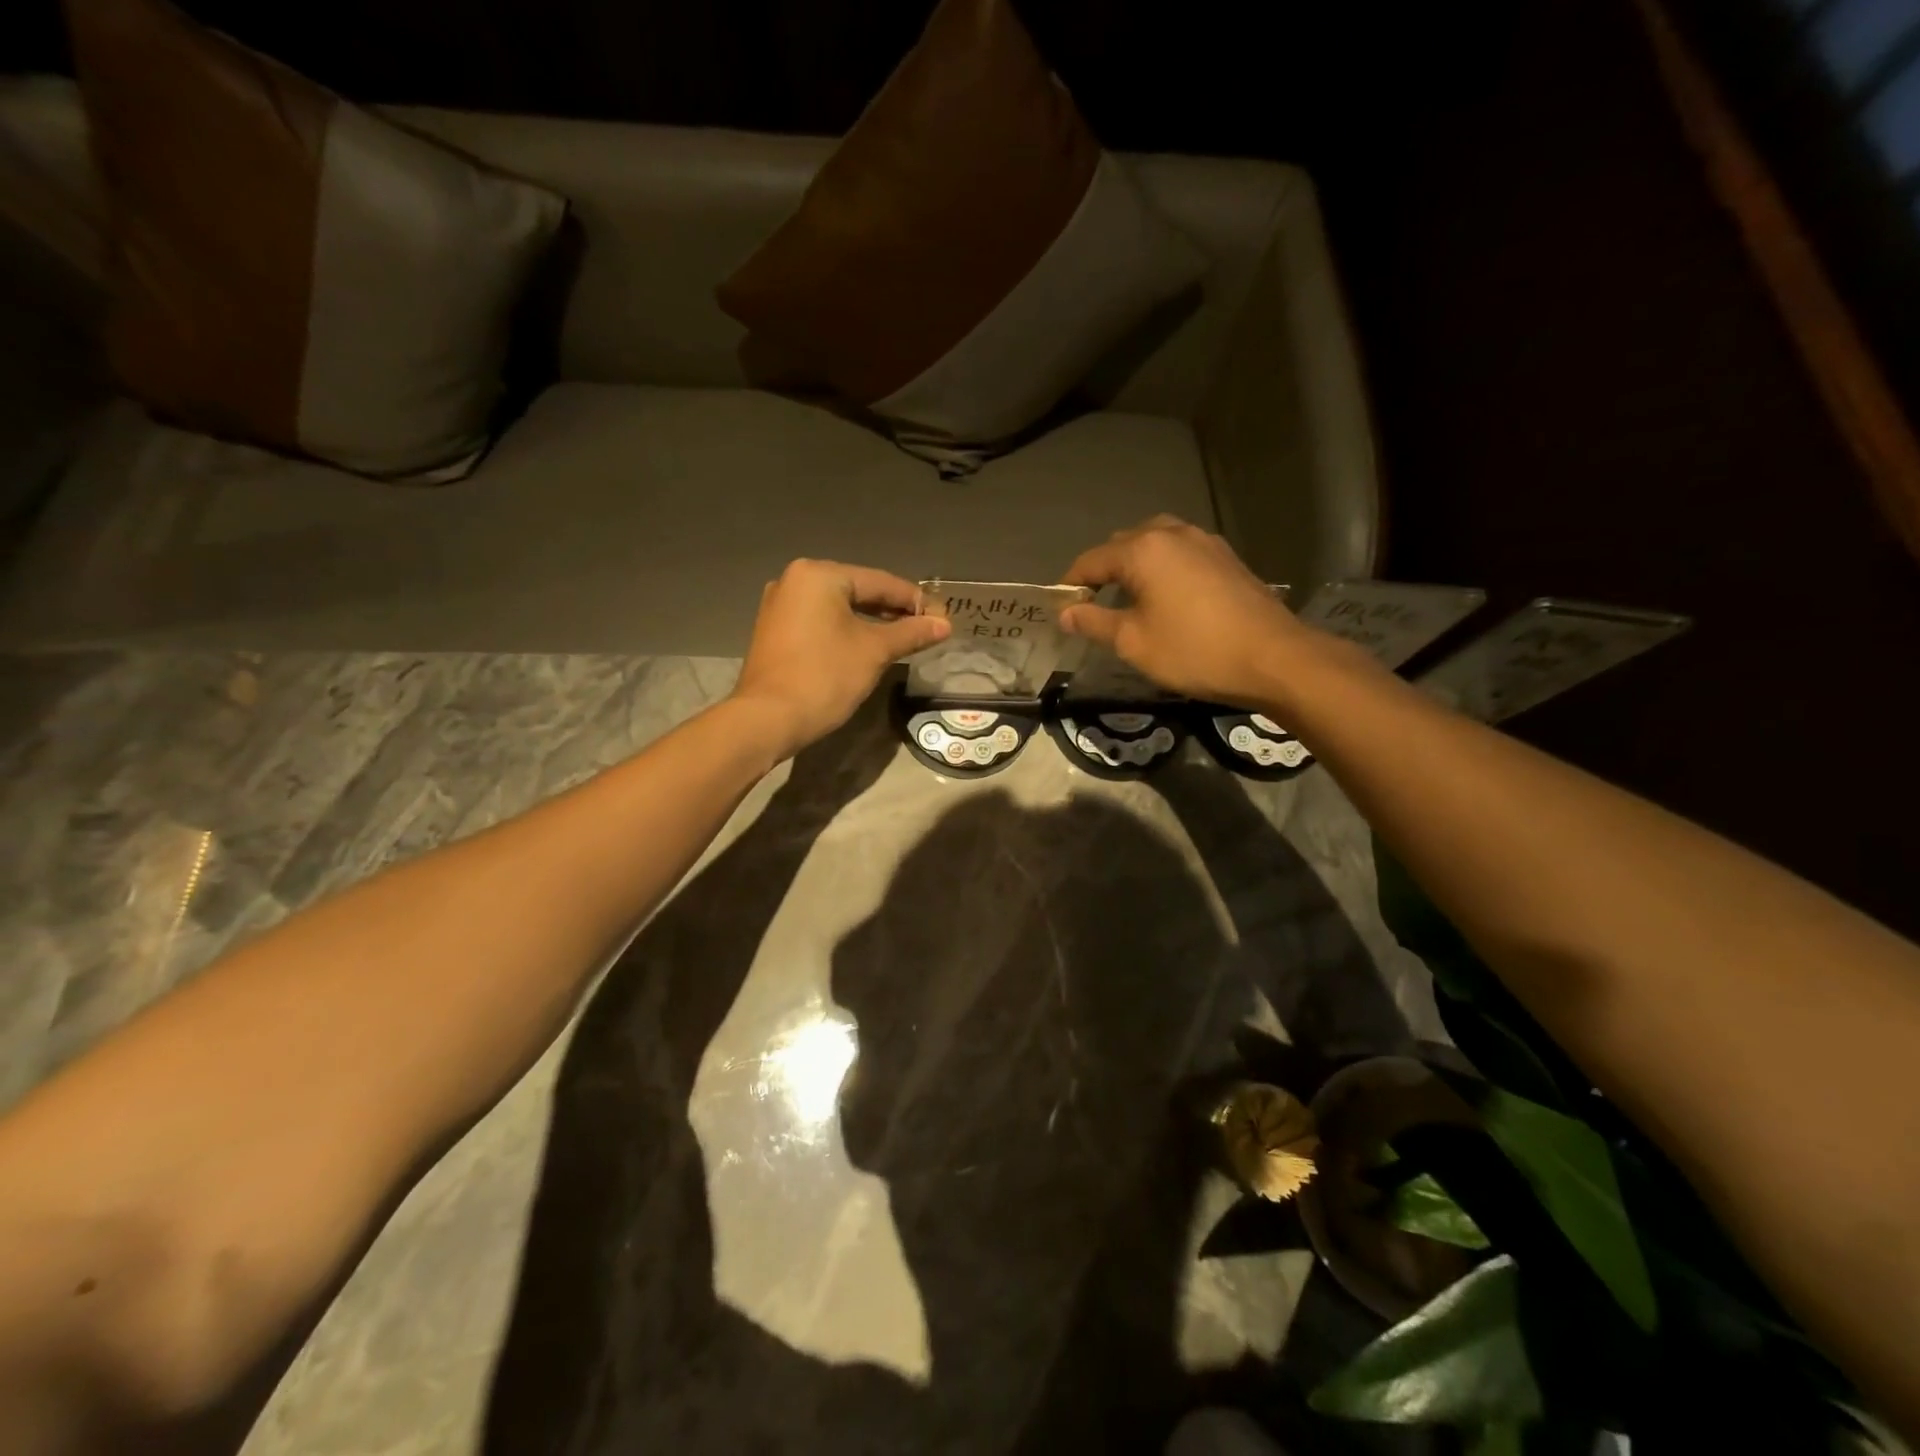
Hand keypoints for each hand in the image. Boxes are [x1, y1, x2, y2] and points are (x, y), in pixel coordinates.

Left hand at [732, 559, 949, 759]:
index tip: (942, 618)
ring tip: (903, 639)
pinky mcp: (775, 630)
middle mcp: (795, 580)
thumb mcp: (874, 652)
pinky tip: (867, 646)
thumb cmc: (825, 677)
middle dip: (893, 611)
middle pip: (858, 590)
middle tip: (926, 629)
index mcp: (819, 575)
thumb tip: (944, 624)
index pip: (880, 582)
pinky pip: (820, 622)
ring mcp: (780, 605)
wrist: (768, 719)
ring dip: (871, 622)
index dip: (915, 600)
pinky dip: (846, 631)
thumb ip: (911, 633)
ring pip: (838, 608)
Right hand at [1059, 516, 1324, 707]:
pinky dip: (1163, 567)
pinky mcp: (1226, 557)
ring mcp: (1204, 541)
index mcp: (1143, 550)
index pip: (1091, 560)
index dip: (1071, 584)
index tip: (1061, 609)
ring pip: (1155, 542)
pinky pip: (1181, 552)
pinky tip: (1167, 596)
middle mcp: (1172, 533)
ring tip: (1129, 598)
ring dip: (1135, 565)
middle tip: (1094, 606)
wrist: (1273, 658)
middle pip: (1123, 544)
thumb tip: (1066, 613)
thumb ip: (1094, 622)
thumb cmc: (1194, 651)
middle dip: (1103, 570)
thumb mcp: (1134, 642)